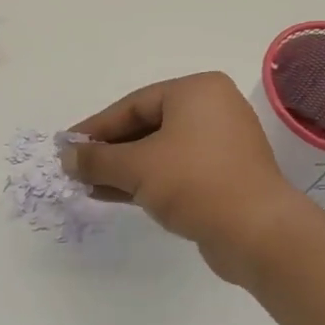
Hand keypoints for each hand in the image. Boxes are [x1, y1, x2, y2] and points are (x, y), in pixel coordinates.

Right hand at [63, 72, 309, 278]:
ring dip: (124, 168)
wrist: (257, 233)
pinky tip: (115, 195)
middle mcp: (212, 110)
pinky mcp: (224, 175)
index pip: (133, 105)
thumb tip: (66, 157)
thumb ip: (97, 159)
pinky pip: (176, 170)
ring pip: (160, 151)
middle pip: (146, 126)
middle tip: (76, 167)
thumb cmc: (195, 182)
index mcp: (197, 91)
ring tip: (88, 185)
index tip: (67, 146)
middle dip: (110, 150)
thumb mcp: (137, 167)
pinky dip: (147, 180)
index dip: (96, 128)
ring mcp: (221, 144)